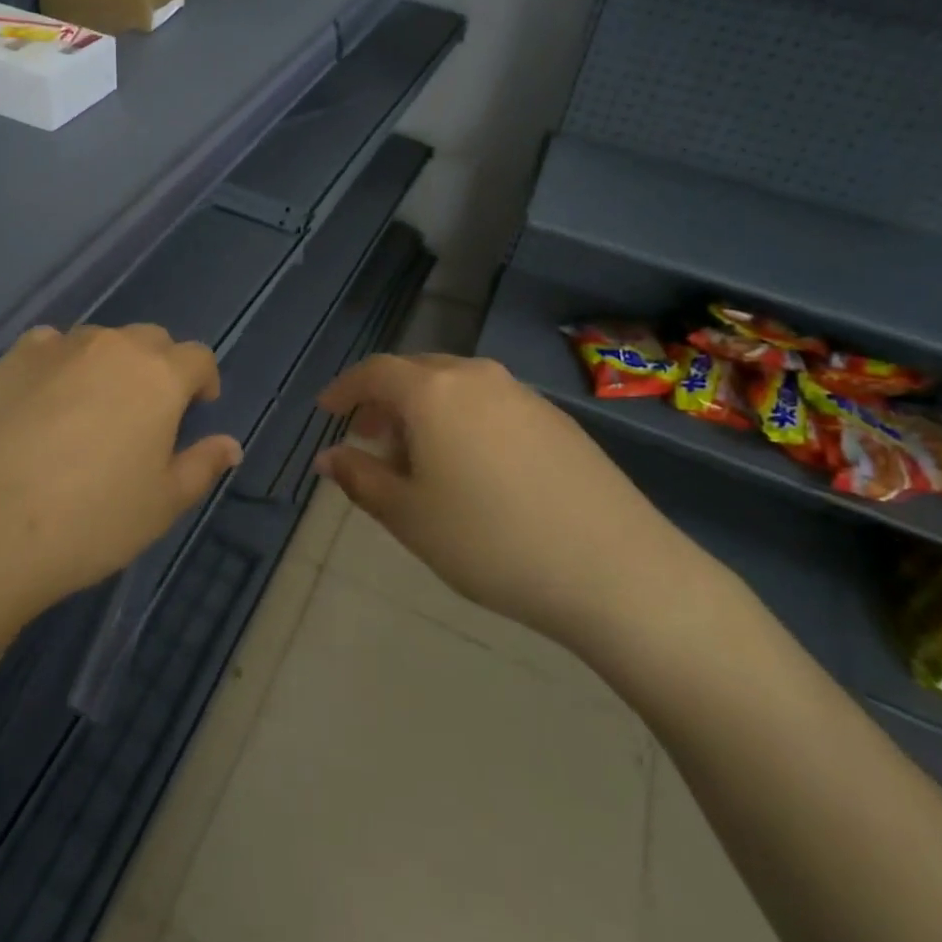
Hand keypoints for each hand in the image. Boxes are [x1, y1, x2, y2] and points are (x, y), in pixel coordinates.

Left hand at [0, 324, 242, 631]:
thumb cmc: (90, 521)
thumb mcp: (161, 505)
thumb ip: (201, 466)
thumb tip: (230, 445)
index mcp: (159, 377)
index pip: (198, 357)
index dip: (204, 380)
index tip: (198, 408)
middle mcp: (113, 348)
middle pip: (150, 340)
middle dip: (159, 368)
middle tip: (147, 414)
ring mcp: (58, 348)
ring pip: (100, 341)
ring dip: (109, 364)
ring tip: (93, 409)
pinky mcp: (11, 360)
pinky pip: (50, 346)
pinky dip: (60, 363)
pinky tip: (46, 399)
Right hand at [315, 354, 696, 654]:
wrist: (614, 570)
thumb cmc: (490, 541)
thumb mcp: (409, 516)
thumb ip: (360, 478)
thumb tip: (328, 456)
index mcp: (434, 391)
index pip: (374, 372)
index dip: (345, 389)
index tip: (327, 411)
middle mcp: (477, 377)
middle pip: (416, 373)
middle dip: (385, 401)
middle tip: (369, 438)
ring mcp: (522, 395)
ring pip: (456, 387)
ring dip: (425, 411)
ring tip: (418, 458)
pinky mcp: (556, 419)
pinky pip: (490, 404)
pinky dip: (463, 421)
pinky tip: (471, 468)